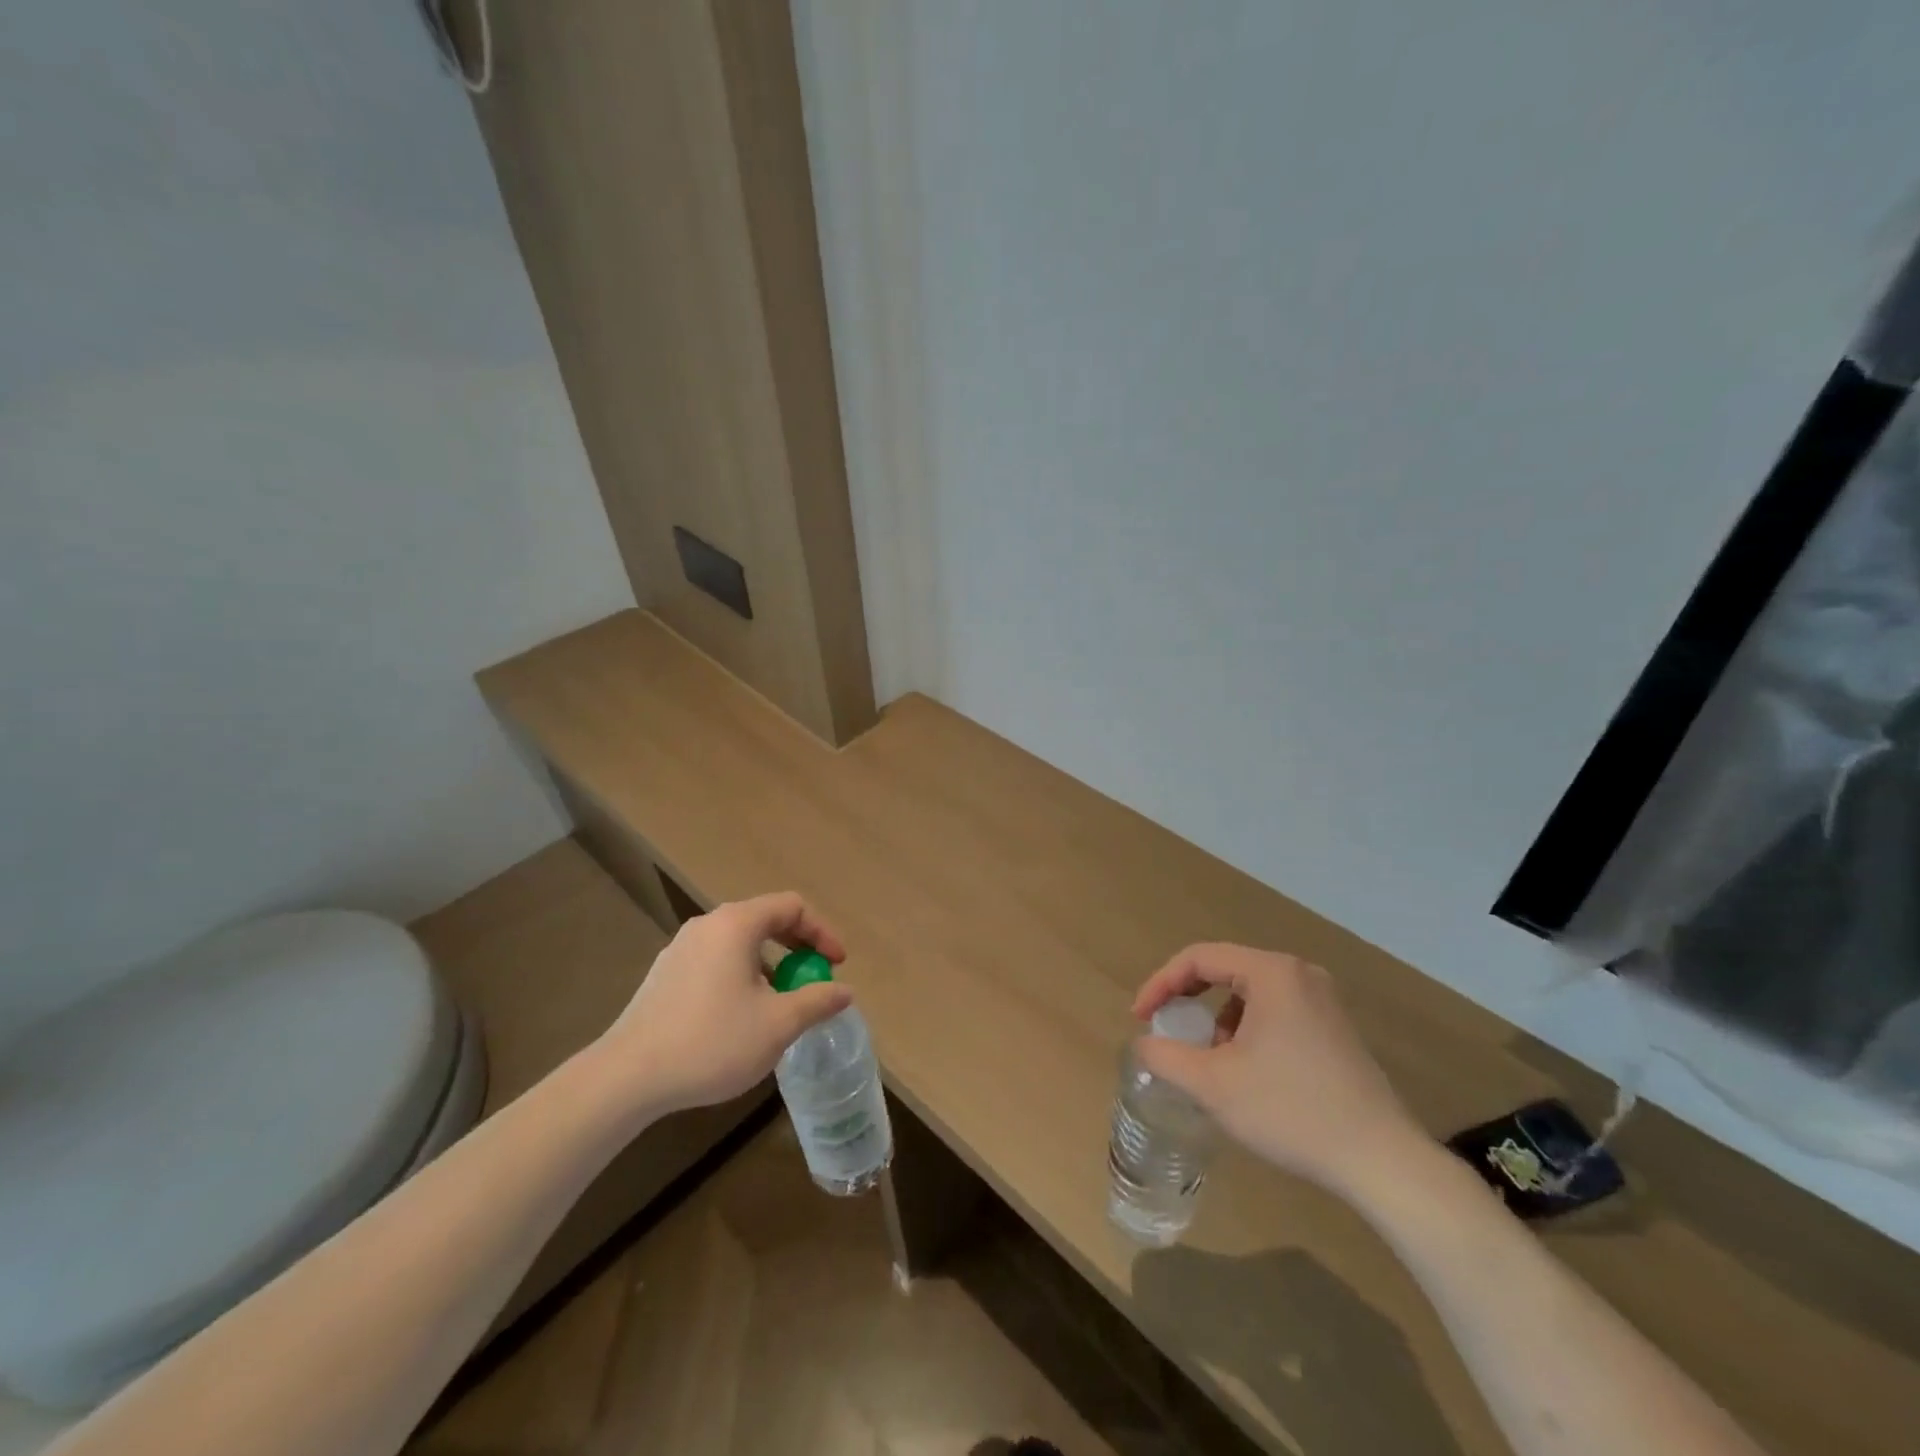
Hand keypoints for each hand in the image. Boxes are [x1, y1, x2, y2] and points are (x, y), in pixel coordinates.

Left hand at [588, 893, 851, 1122]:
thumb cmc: (711, 1042)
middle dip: (797, 948)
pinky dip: (741, 977)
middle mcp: (707, 925)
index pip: (791, 907)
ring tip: (780, 1003)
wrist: (627, 1077)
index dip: (822, 932)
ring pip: (739, 944)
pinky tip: (741, 1018)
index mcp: (736, 924)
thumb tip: (844, 990)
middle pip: (765, 920)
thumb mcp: (777, 1024)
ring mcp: (681, 949)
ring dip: (769, 966)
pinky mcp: (665, 975)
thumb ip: (817, 1001)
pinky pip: (716, 962)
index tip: (836, 965)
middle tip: (813, 978)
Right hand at [1132, 944, 1423, 1197]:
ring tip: (1210, 1059)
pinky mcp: (1335, 1028)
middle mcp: (1299, 973)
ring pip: (1250, 993)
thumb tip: (1144, 1044)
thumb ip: (1166, 1056)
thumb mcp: (1213, 1084)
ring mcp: (1323, 1000)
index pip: (1199, 958)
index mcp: (1271, 973)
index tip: (1140, 1017)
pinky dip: (1248, 1029)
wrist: (1382, 1161)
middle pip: (1225, 969)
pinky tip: (1248, 1071)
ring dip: (1219, 1018)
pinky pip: (1276, 1011)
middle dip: (1189, 999)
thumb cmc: (1291, 1111)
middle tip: (1166, 1028)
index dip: (1161, 984)